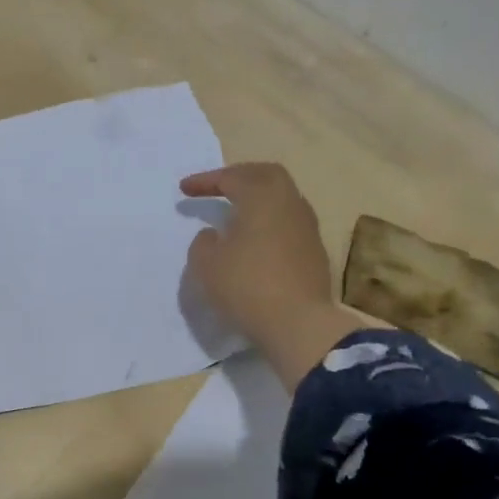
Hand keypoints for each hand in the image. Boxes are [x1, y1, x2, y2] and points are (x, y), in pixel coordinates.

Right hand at [180, 163, 359, 388]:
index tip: (184, 189)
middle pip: (266, 175)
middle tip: (219, 186)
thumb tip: (214, 235)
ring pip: (282, 198)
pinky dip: (269, 220)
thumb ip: (203, 243)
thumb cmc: (246, 286)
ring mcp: (307, 227)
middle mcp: (289, 204)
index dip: (205, 181)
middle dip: (239, 176)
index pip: (231, 177)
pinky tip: (256, 238)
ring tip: (237, 212)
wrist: (298, 323)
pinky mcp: (315, 251)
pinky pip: (289, 222)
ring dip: (258, 199)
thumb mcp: (206, 265)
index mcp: (262, 198)